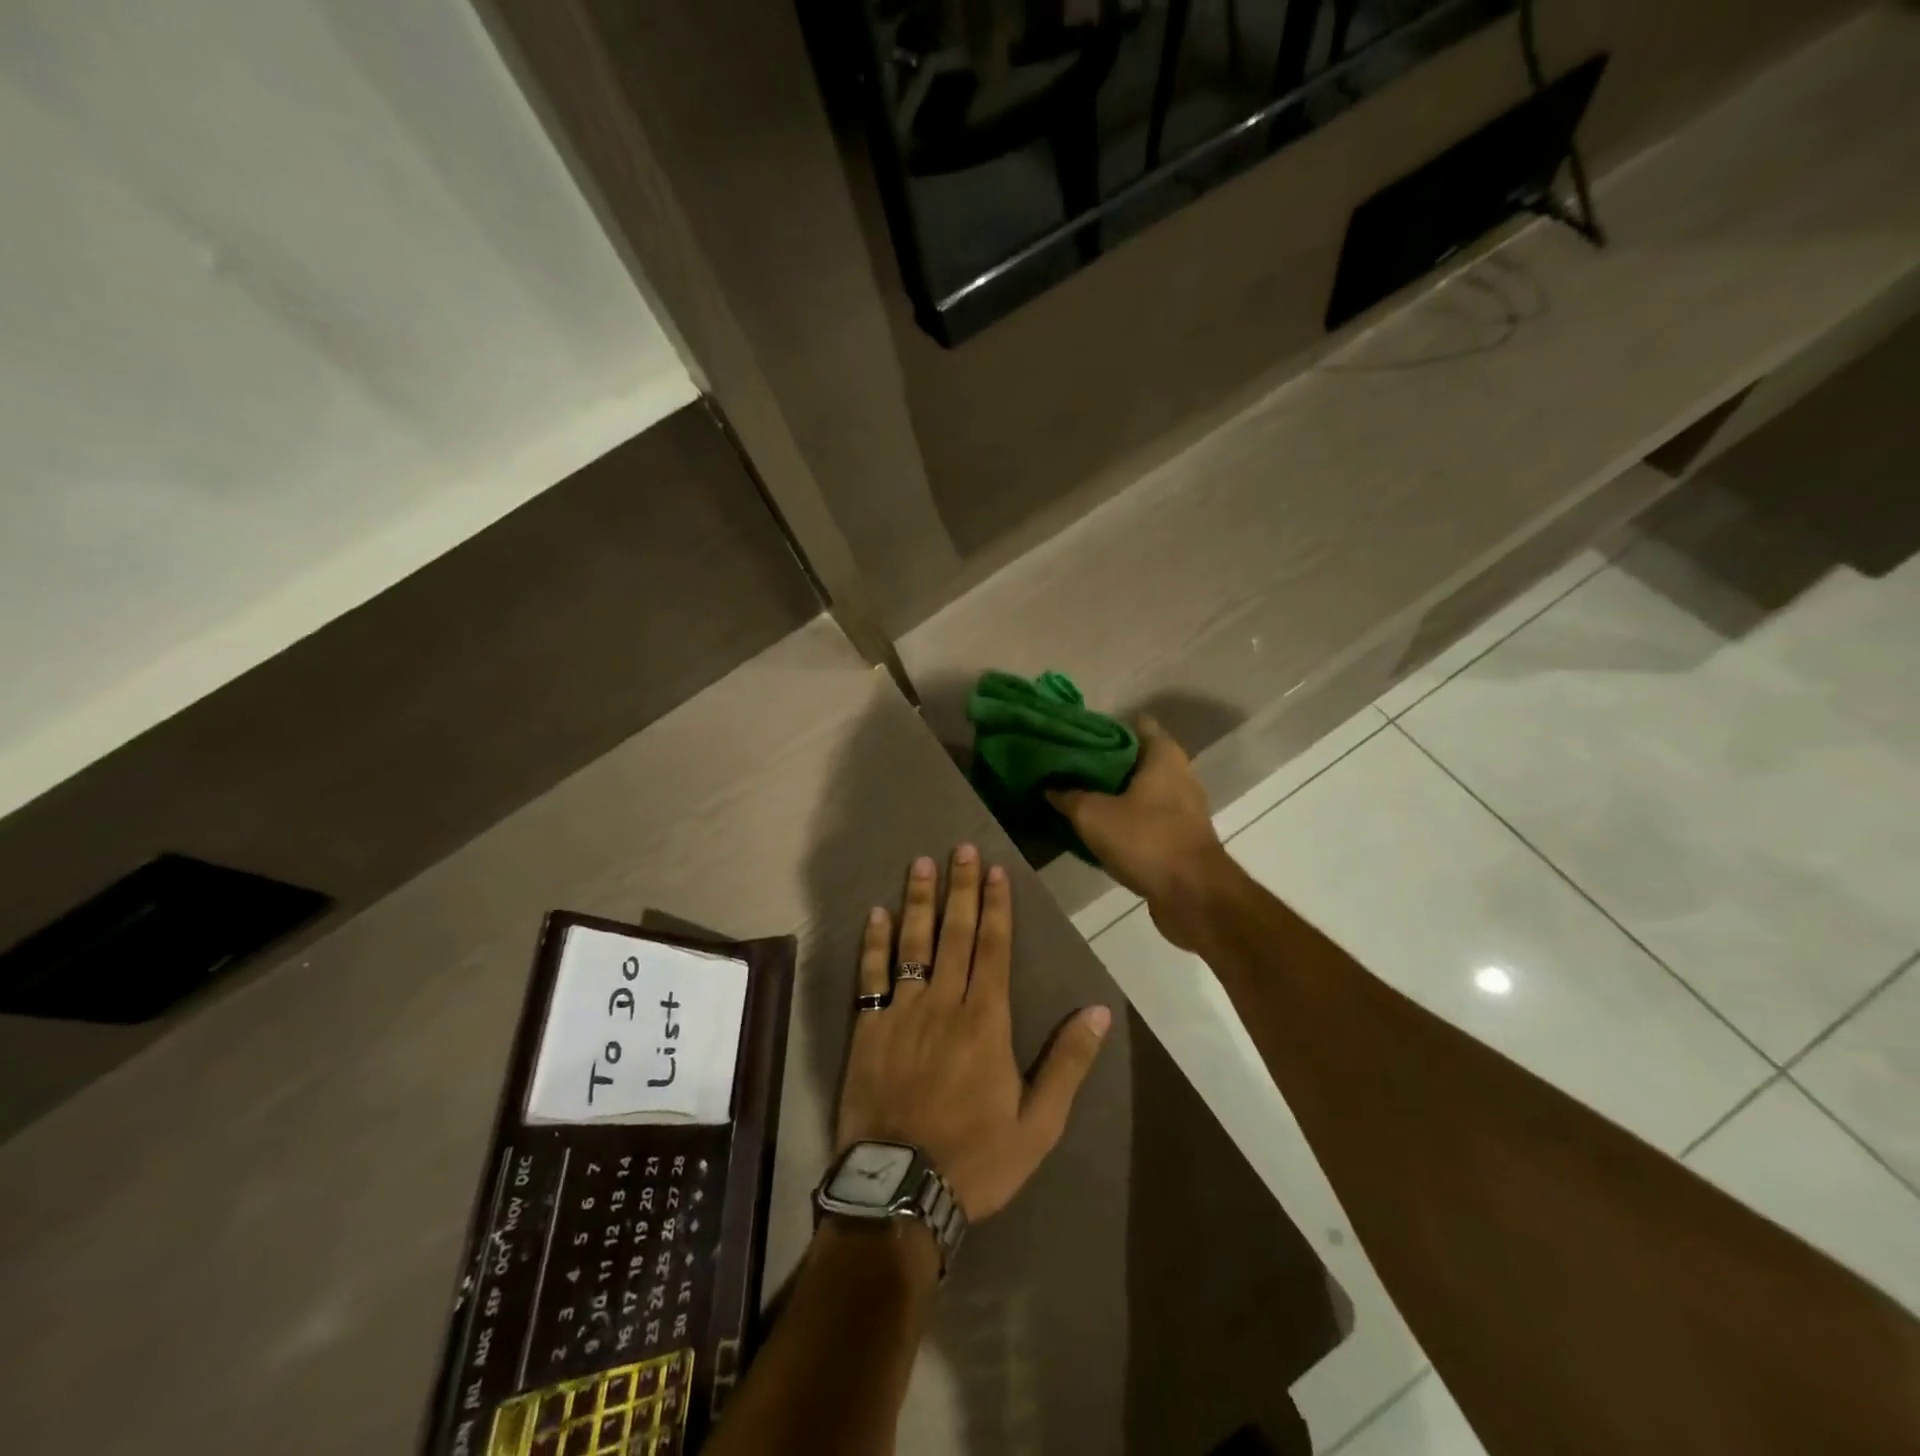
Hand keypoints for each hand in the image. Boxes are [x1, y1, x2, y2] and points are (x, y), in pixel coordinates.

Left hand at [835, 845, 1111, 1221]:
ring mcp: (901, 1012)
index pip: (993, 948)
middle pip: (955, 934)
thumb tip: (1096, 1012)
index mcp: (985, 1021)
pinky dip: (873, 943)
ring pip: (912, 943)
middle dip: (960, 888)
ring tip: (920, 864)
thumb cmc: (975, 1158)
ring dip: (917, 901)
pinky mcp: (868, 1028)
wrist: (899, 1190)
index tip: (995, 870)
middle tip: (961, 848)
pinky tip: (875, 914)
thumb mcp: (1038, 1124)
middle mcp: (943, 1003)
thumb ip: (1067, 1064)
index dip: (996, 906)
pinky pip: (870, 975)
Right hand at [1047, 716, 1239, 951]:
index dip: (1104, 727)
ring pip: (1141, 790)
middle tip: (1068, 767)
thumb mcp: (1093, 815)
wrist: (1193, 896)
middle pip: (1137, 758)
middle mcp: (1180, 774)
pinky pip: (1147, 818)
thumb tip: (1049, 787)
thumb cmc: (1146, 840)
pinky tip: (1098, 828)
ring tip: (1077, 796)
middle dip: (1104, 762)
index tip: (1076, 736)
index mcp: (1164, 756)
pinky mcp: (1181, 837)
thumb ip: (1068, 796)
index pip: (1135, 724)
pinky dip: (1126, 820)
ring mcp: (1184, 808)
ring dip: (1114, 794)